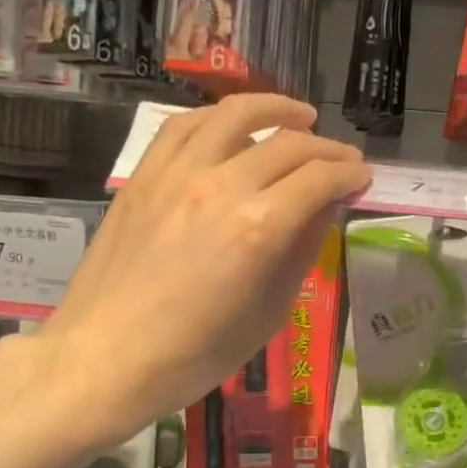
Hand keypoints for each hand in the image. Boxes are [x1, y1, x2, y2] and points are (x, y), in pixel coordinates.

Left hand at [41, 95, 369, 443]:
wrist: (105, 358)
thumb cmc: (193, 355)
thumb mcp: (267, 314)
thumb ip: (301, 252)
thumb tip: (325, 207)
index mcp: (259, 228)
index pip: (319, 179)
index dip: (349, 174)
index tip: (362, 178)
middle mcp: (221, 186)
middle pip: (287, 144)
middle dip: (327, 148)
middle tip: (343, 159)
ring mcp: (176, 174)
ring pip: (234, 115)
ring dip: (276, 109)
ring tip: (300, 116)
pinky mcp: (144, 176)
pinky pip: (183, 126)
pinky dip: (218, 117)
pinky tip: (232, 124)